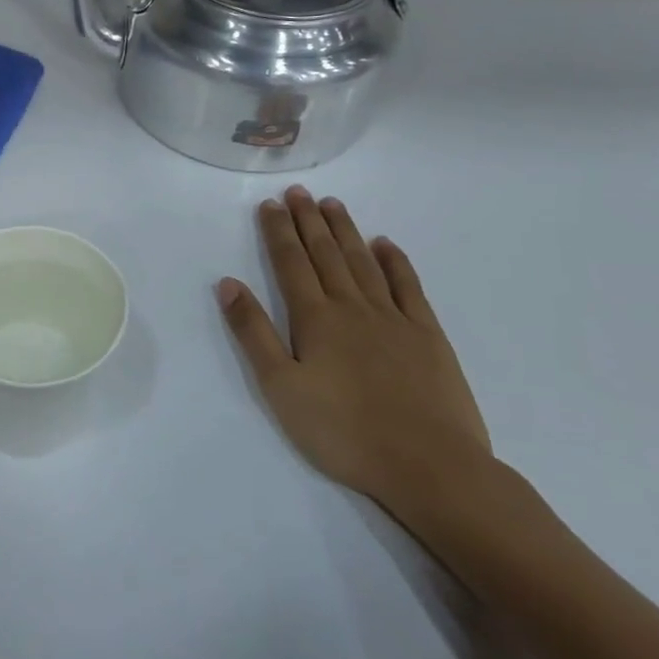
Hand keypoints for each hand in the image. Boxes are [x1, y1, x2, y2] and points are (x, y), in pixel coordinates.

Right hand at [216, 187, 492, 517]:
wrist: (429, 466)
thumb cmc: (342, 431)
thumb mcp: (280, 387)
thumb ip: (253, 332)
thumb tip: (228, 283)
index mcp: (314, 318)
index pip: (290, 262)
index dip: (278, 231)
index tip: (270, 204)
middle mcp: (352, 306)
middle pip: (326, 253)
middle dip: (308, 220)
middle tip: (298, 192)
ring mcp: (394, 318)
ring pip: (363, 262)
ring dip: (345, 230)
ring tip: (332, 204)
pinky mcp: (428, 336)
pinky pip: (408, 287)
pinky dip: (395, 261)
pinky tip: (385, 244)